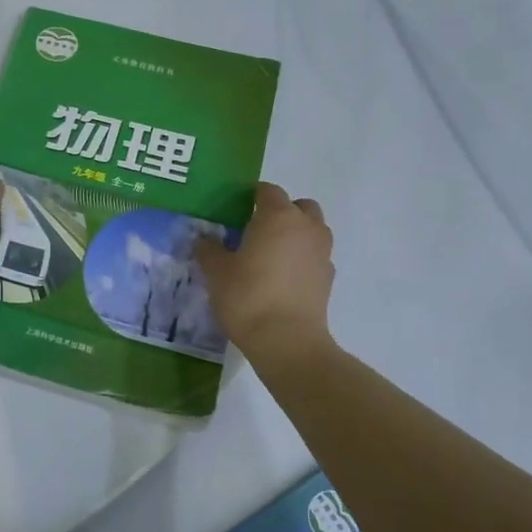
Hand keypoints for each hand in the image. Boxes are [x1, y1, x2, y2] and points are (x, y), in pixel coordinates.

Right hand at [195, 182, 334, 355]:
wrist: (286, 340)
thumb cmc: (248, 296)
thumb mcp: (217, 272)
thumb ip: (209, 250)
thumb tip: (203, 240)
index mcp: (278, 216)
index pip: (268, 191)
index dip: (252, 197)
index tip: (236, 211)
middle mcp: (306, 227)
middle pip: (299, 206)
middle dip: (282, 212)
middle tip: (257, 230)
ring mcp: (322, 253)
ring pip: (313, 230)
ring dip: (296, 234)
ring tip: (271, 254)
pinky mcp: (328, 278)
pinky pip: (315, 257)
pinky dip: (303, 259)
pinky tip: (283, 278)